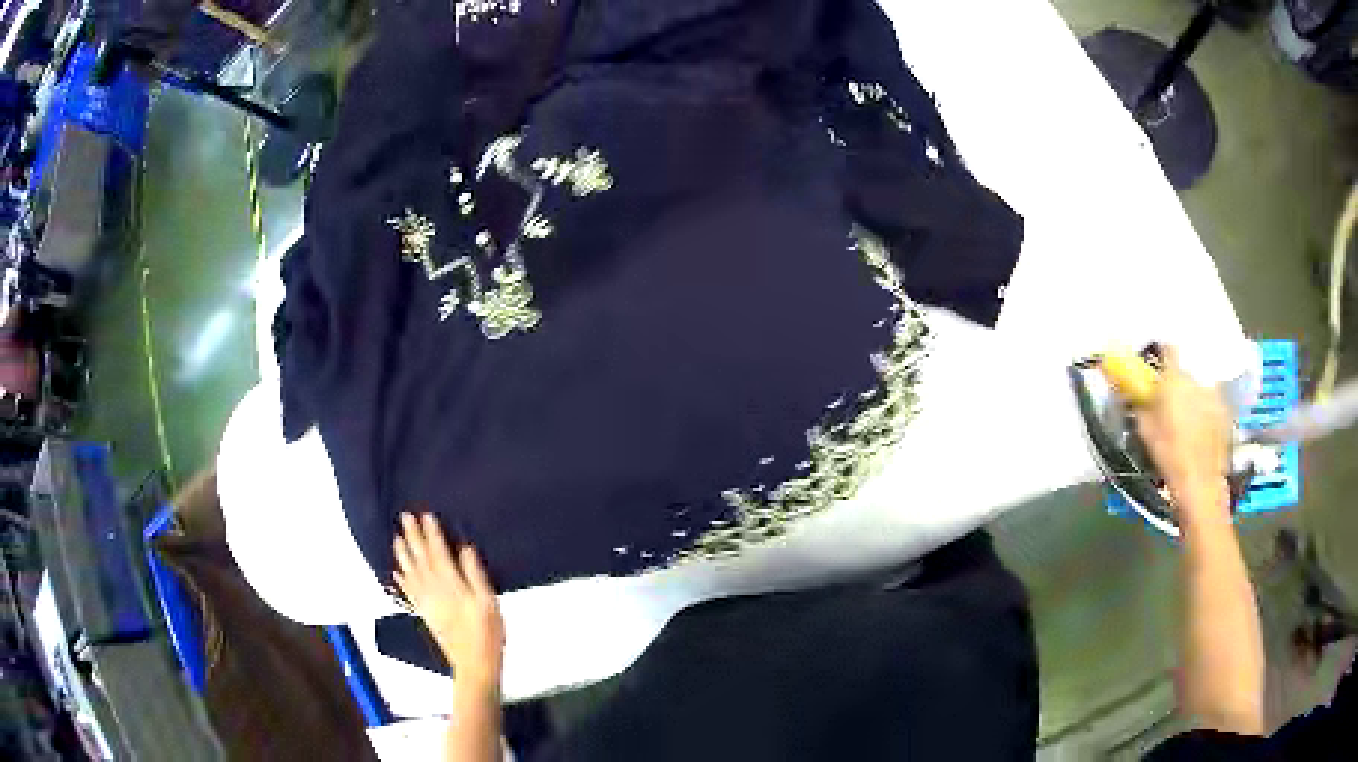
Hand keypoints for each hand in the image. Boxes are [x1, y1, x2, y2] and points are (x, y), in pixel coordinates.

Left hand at [393, 512, 504, 691]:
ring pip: (411, 573)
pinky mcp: (425, 615)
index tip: (425, 515)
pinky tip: (397, 572)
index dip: (431, 534)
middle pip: (421, 560)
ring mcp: (427, 604)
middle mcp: (434, 591)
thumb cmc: (488, 634)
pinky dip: (402, 581)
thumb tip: (465, 549)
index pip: (438, 554)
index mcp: (451, 586)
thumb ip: (475, 575)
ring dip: (403, 554)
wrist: (475, 665)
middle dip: (413, 537)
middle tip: (405, 517)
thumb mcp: (489, 602)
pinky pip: (409, 593)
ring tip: (397, 538)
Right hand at [1134, 346, 1231, 516]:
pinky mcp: (1225, 411)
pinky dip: (1205, 410)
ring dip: (1192, 396)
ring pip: (1199, 387)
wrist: (1200, 483)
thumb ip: (1140, 403)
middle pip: (1186, 370)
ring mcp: (1214, 394)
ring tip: (1187, 419)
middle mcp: (1197, 378)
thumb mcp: (1145, 431)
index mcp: (1175, 378)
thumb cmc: (1169, 455)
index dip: (1162, 355)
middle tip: (1170, 402)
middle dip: (1177, 382)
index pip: (1169, 349)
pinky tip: (1200, 431)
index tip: (1156, 369)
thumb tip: (1131, 389)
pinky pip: (1212, 402)